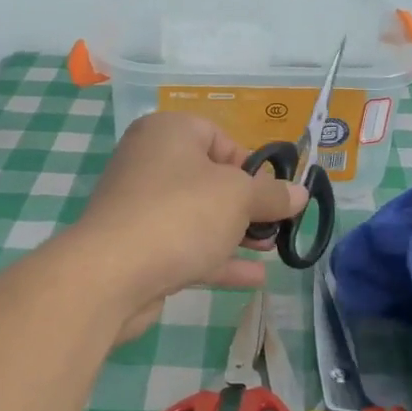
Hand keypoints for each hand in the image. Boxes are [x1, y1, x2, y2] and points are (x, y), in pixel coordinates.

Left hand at [72, 111, 307, 341]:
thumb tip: (300, 193)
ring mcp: (141, 208)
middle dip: (248, 204)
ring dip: (236, 233)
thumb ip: (273, 195)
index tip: (271, 192)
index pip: (218, 136)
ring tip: (272, 249)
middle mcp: (149, 163)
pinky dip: (218, 259)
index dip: (250, 164)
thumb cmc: (181, 214)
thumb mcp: (240, 197)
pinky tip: (254, 277)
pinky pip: (186, 247)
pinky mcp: (138, 248)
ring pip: (198, 216)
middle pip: (210, 179)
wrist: (111, 274)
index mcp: (168, 133)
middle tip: (277, 225)